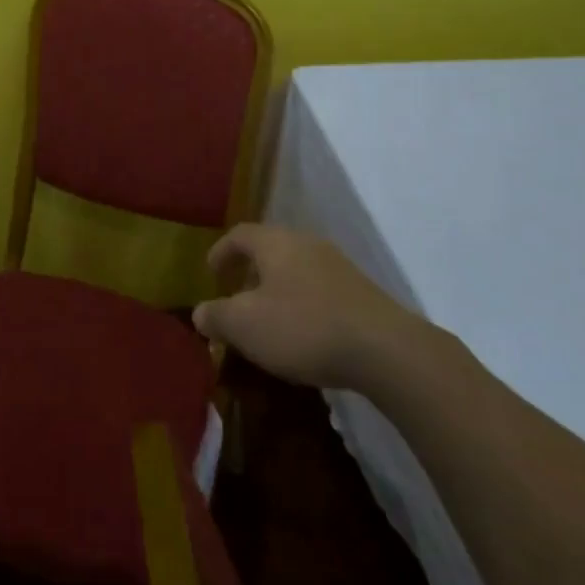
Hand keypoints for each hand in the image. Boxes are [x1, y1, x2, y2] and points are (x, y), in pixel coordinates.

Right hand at [192, 224, 421, 389]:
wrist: (384, 350)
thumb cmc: (303, 327)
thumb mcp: (245, 325)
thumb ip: (216, 316)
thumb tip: (200, 313)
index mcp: (275, 242)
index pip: (239, 234)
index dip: (221, 251)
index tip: (211, 272)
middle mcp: (306, 243)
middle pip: (270, 248)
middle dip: (250, 270)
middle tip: (237, 295)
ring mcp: (338, 266)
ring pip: (296, 268)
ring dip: (277, 288)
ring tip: (268, 318)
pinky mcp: (360, 292)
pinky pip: (319, 288)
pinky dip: (302, 303)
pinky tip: (303, 333)